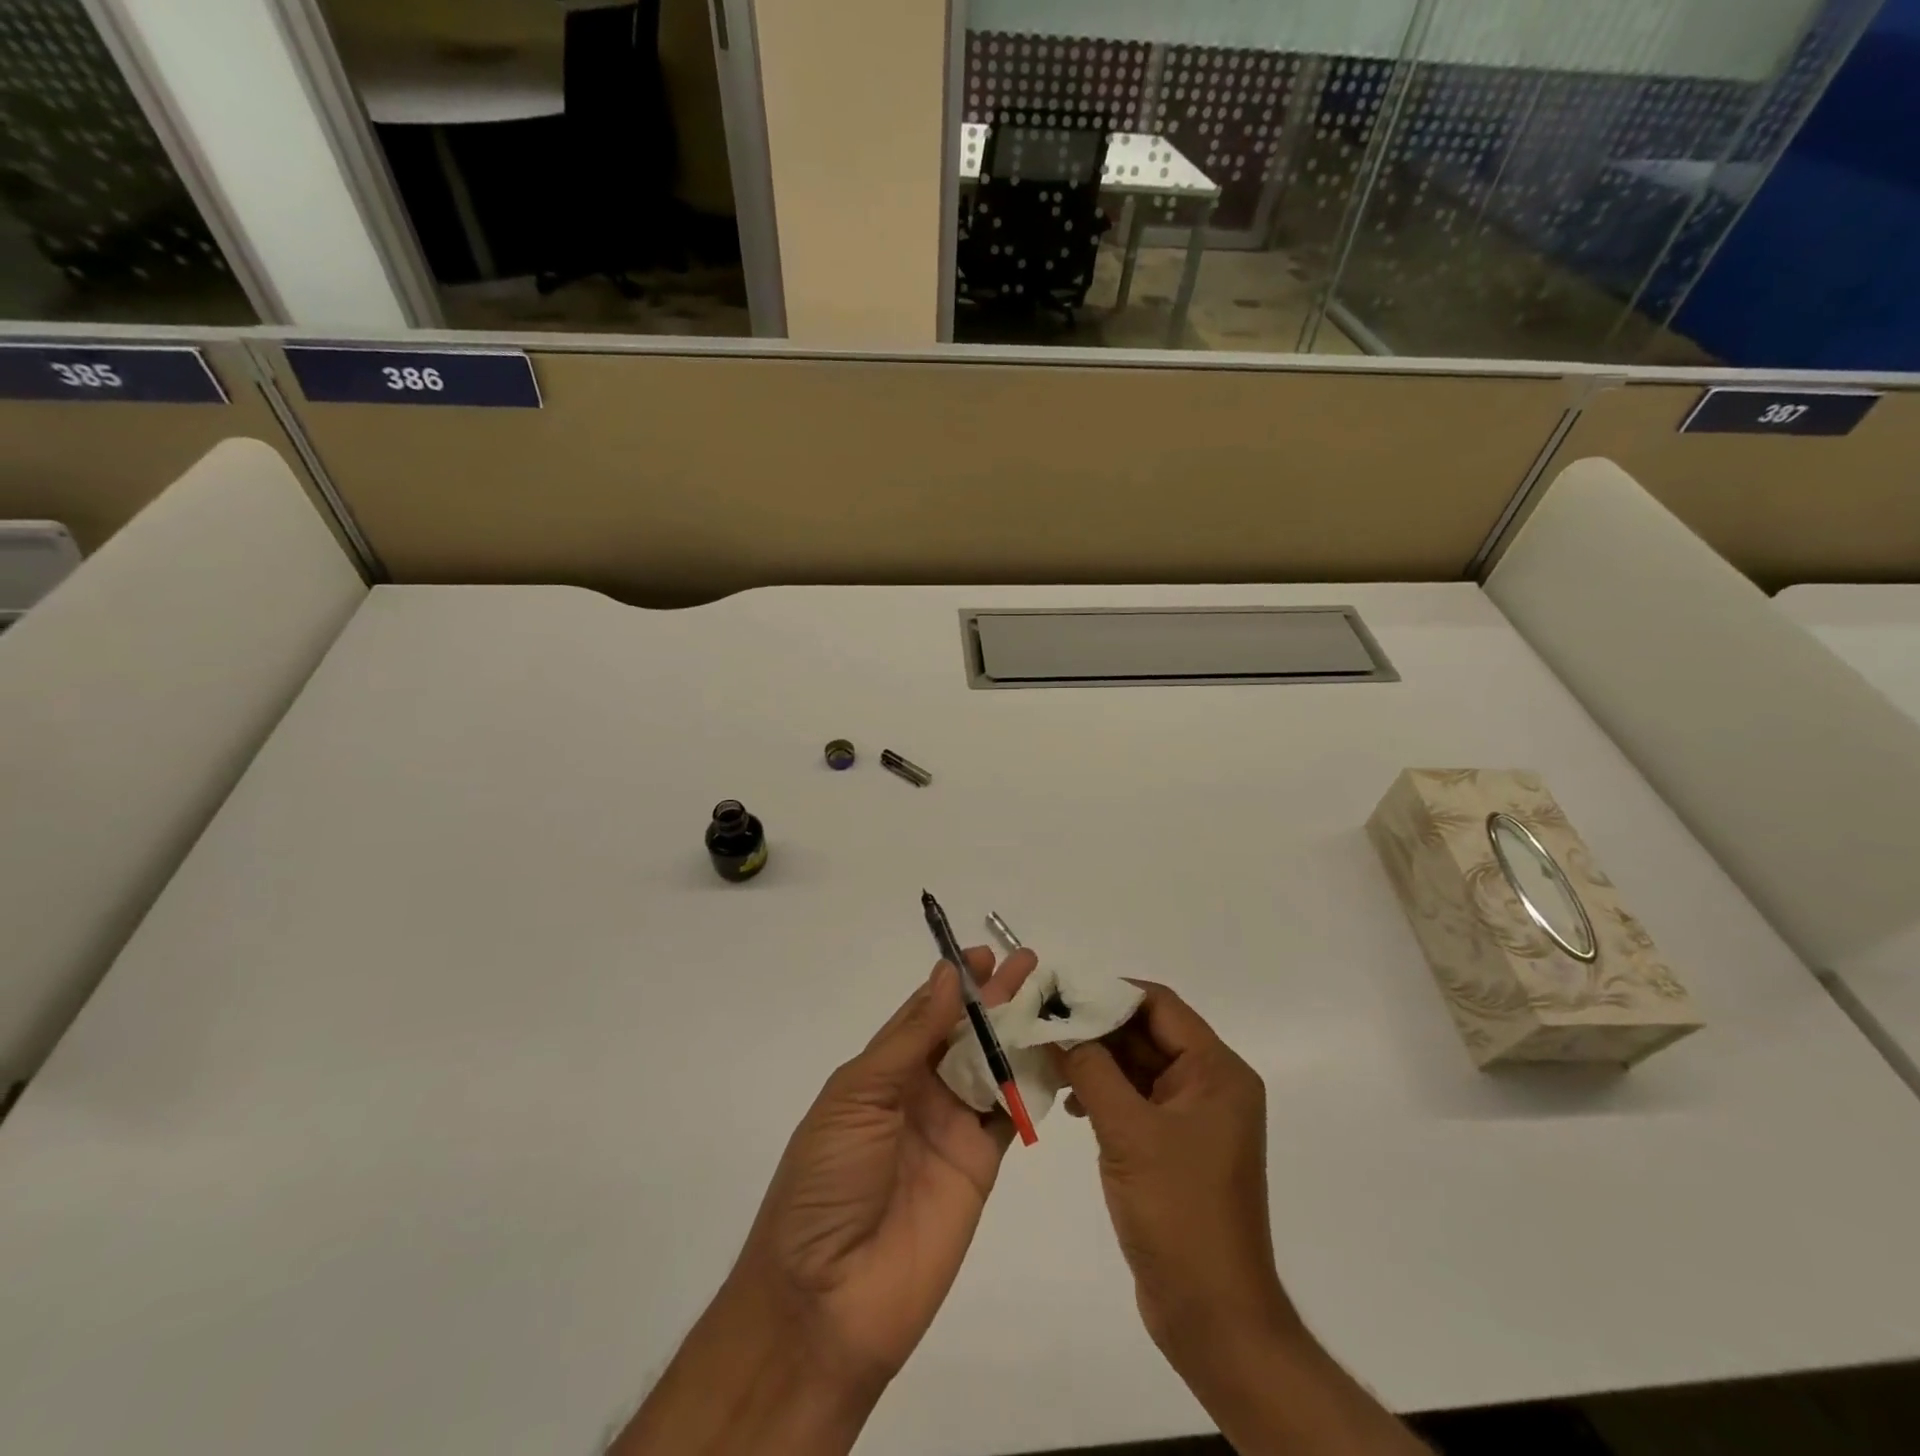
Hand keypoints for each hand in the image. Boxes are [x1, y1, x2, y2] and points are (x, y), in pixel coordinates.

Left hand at [735, 946, 1038, 1390]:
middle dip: (993, 997)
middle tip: (1028, 962)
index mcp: (879, 1072)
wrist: (827, 1301)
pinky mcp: (980, 1166)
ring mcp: (950, 1129)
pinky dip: (1029, 1085)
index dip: (952, 982)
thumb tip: (946, 976)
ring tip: (1047, 997)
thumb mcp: (857, 1097)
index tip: (983, 954)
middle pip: (963, 1034)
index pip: (922, 1013)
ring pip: (991, 1067)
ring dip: (1017, 1032)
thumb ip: (910, 1038)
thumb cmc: (827, 1183)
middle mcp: (917, 1093)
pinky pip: (1008, 1115)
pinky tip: (1053, 1053)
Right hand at [1056, 981, 1292, 1368]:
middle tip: (1043, 1026)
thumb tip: (1055, 1023)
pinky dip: (1104, 1094)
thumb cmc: (1179, 1214)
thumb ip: (1091, 1070)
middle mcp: (1210, 1085)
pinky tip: (1071, 1105)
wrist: (1213, 1317)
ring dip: (1095, 1061)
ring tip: (1049, 1063)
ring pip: (1138, 1066)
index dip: (1109, 994)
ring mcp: (1192, 1118)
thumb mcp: (1129, 1133)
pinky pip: (1136, 1100)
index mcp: (1216, 1072)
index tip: (1060, 995)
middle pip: (1146, 1033)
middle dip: (1095, 1028)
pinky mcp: (1174, 1146)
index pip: (1159, 1006)